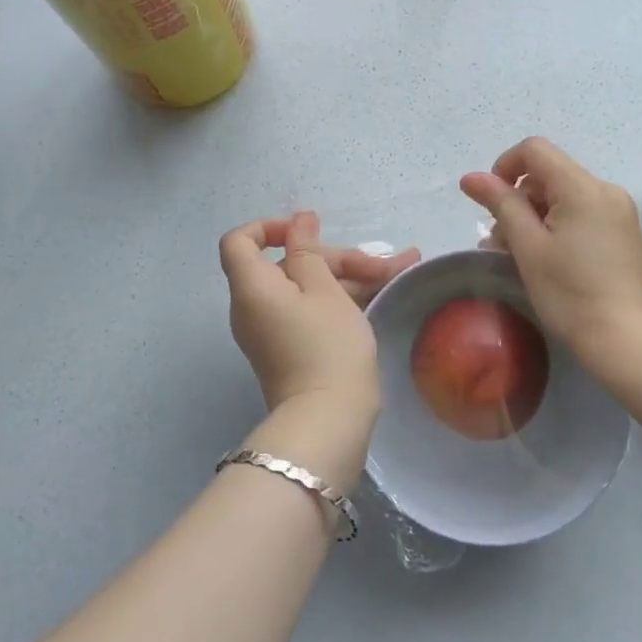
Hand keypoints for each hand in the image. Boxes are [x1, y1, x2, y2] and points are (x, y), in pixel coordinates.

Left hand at [218, 211, 417, 423]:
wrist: (329, 421)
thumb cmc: (327, 346)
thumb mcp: (324, 290)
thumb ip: (308, 251)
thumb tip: (298, 221)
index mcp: (252, 287)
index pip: (240, 242)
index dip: (269, 227)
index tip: (306, 232)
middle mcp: (254, 307)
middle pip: (287, 264)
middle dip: (336, 258)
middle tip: (380, 264)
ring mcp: (273, 330)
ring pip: (307, 288)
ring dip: (350, 277)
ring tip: (401, 268)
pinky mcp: (291, 347)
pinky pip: (310, 310)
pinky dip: (341, 299)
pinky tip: (383, 290)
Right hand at [460, 137, 641, 357]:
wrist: (628, 341)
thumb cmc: (570, 294)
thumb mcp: (528, 247)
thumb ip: (501, 204)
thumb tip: (471, 177)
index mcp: (582, 187)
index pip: (534, 150)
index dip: (505, 166)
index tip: (492, 203)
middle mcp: (605, 189)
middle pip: (549, 173)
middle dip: (518, 198)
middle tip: (501, 241)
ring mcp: (619, 211)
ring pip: (564, 195)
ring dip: (535, 215)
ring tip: (519, 255)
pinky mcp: (624, 232)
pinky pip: (582, 212)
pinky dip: (557, 225)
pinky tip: (547, 259)